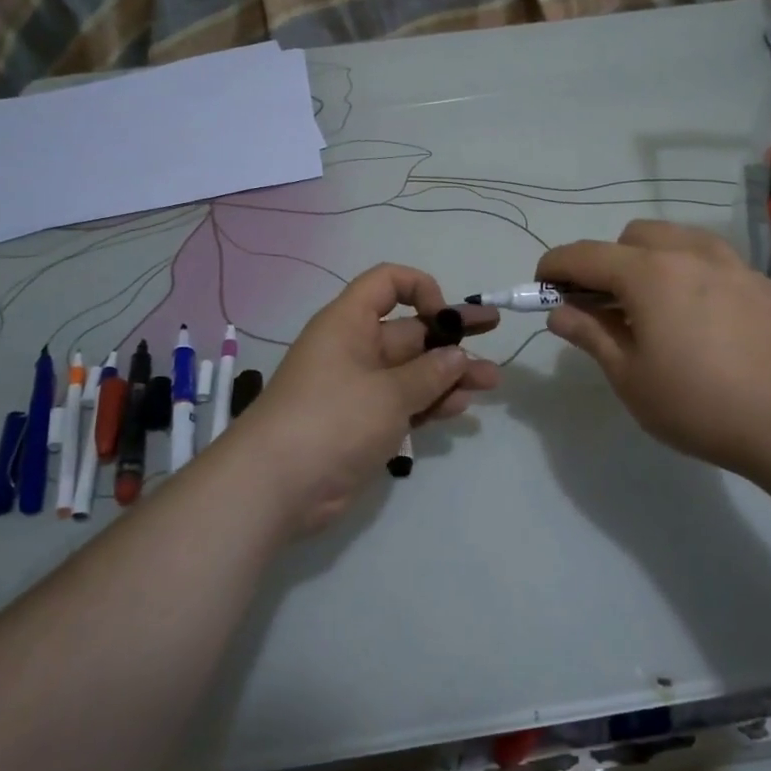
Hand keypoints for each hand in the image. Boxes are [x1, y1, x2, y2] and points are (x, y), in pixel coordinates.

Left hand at [237, 264, 499, 535]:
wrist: (276, 487)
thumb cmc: (332, 419)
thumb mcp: (388, 392)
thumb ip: (430, 373)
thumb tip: (457, 356)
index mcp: (350, 323)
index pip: (387, 283)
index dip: (421, 289)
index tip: (446, 317)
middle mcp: (355, 348)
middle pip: (409, 330)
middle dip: (451, 335)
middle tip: (494, 332)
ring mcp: (359, 388)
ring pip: (413, 370)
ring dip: (450, 373)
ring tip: (491, 381)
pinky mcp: (364, 423)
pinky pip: (405, 402)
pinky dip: (431, 402)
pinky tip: (461, 407)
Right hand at [538, 221, 770, 480]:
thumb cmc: (698, 404)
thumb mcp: (630, 377)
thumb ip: (590, 335)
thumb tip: (558, 312)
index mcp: (649, 274)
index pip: (585, 255)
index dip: (555, 267)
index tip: (541, 287)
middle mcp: (689, 254)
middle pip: (631, 236)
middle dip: (606, 261)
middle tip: (603, 306)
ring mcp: (730, 263)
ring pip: (674, 238)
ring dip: (648, 259)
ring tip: (651, 305)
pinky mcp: (758, 282)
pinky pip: (709, 258)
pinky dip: (687, 271)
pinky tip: (696, 315)